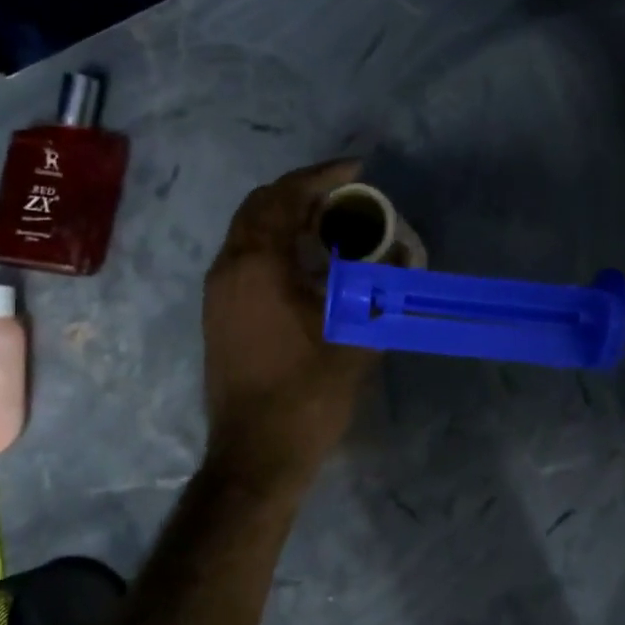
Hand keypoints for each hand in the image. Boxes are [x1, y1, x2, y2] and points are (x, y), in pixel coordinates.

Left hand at [201, 160, 377, 488]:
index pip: (284, 197)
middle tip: (345, 197)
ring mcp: (218, 293)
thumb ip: (383, 290)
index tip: (357, 169)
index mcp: (256, 265)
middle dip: (302, 193)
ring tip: (332, 227)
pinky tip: (309, 266)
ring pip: (249, 234)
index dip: (322, 175)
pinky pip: (246, 260)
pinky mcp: (219, 315)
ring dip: (287, 221)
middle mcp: (228, 269)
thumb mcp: (356, 338)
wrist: (256, 455)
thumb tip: (407, 256)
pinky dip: (275, 247)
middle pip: (260, 207)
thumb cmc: (306, 395)